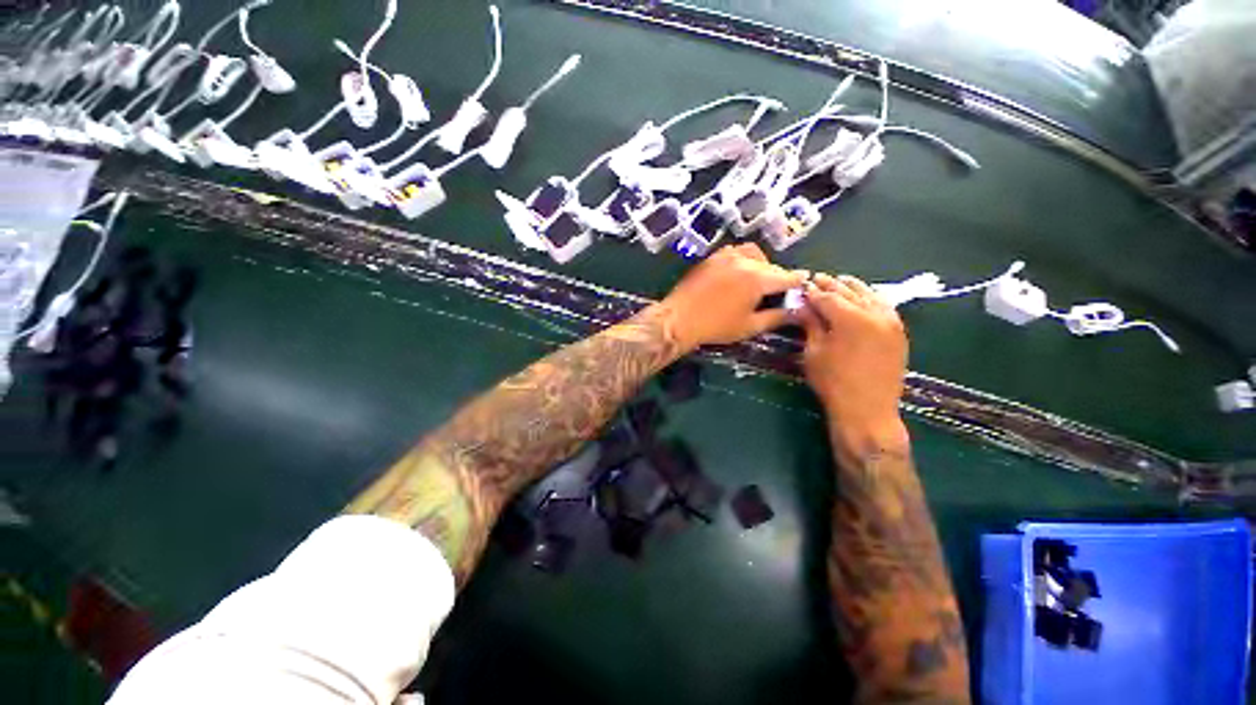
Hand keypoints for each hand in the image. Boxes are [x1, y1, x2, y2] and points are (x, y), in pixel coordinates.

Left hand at [659, 243, 807, 351]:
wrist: (679, 319)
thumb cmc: (716, 327)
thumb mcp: (750, 326)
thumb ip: (776, 317)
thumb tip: (795, 311)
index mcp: (758, 278)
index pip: (786, 277)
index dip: (797, 282)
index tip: (803, 284)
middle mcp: (744, 261)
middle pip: (770, 265)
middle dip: (778, 277)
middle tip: (777, 291)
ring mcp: (725, 256)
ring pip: (753, 254)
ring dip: (761, 264)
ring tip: (757, 280)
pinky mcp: (711, 258)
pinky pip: (734, 252)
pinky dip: (743, 259)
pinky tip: (738, 273)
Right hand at [799, 274, 908, 456]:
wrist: (867, 410)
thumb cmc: (833, 383)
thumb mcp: (814, 352)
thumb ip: (811, 324)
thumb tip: (802, 306)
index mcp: (851, 319)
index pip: (828, 297)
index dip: (813, 291)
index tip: (802, 286)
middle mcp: (875, 314)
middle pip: (850, 292)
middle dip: (832, 285)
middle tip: (818, 279)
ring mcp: (891, 322)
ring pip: (870, 296)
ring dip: (853, 288)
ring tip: (840, 281)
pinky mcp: (899, 332)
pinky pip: (885, 306)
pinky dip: (871, 298)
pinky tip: (864, 297)